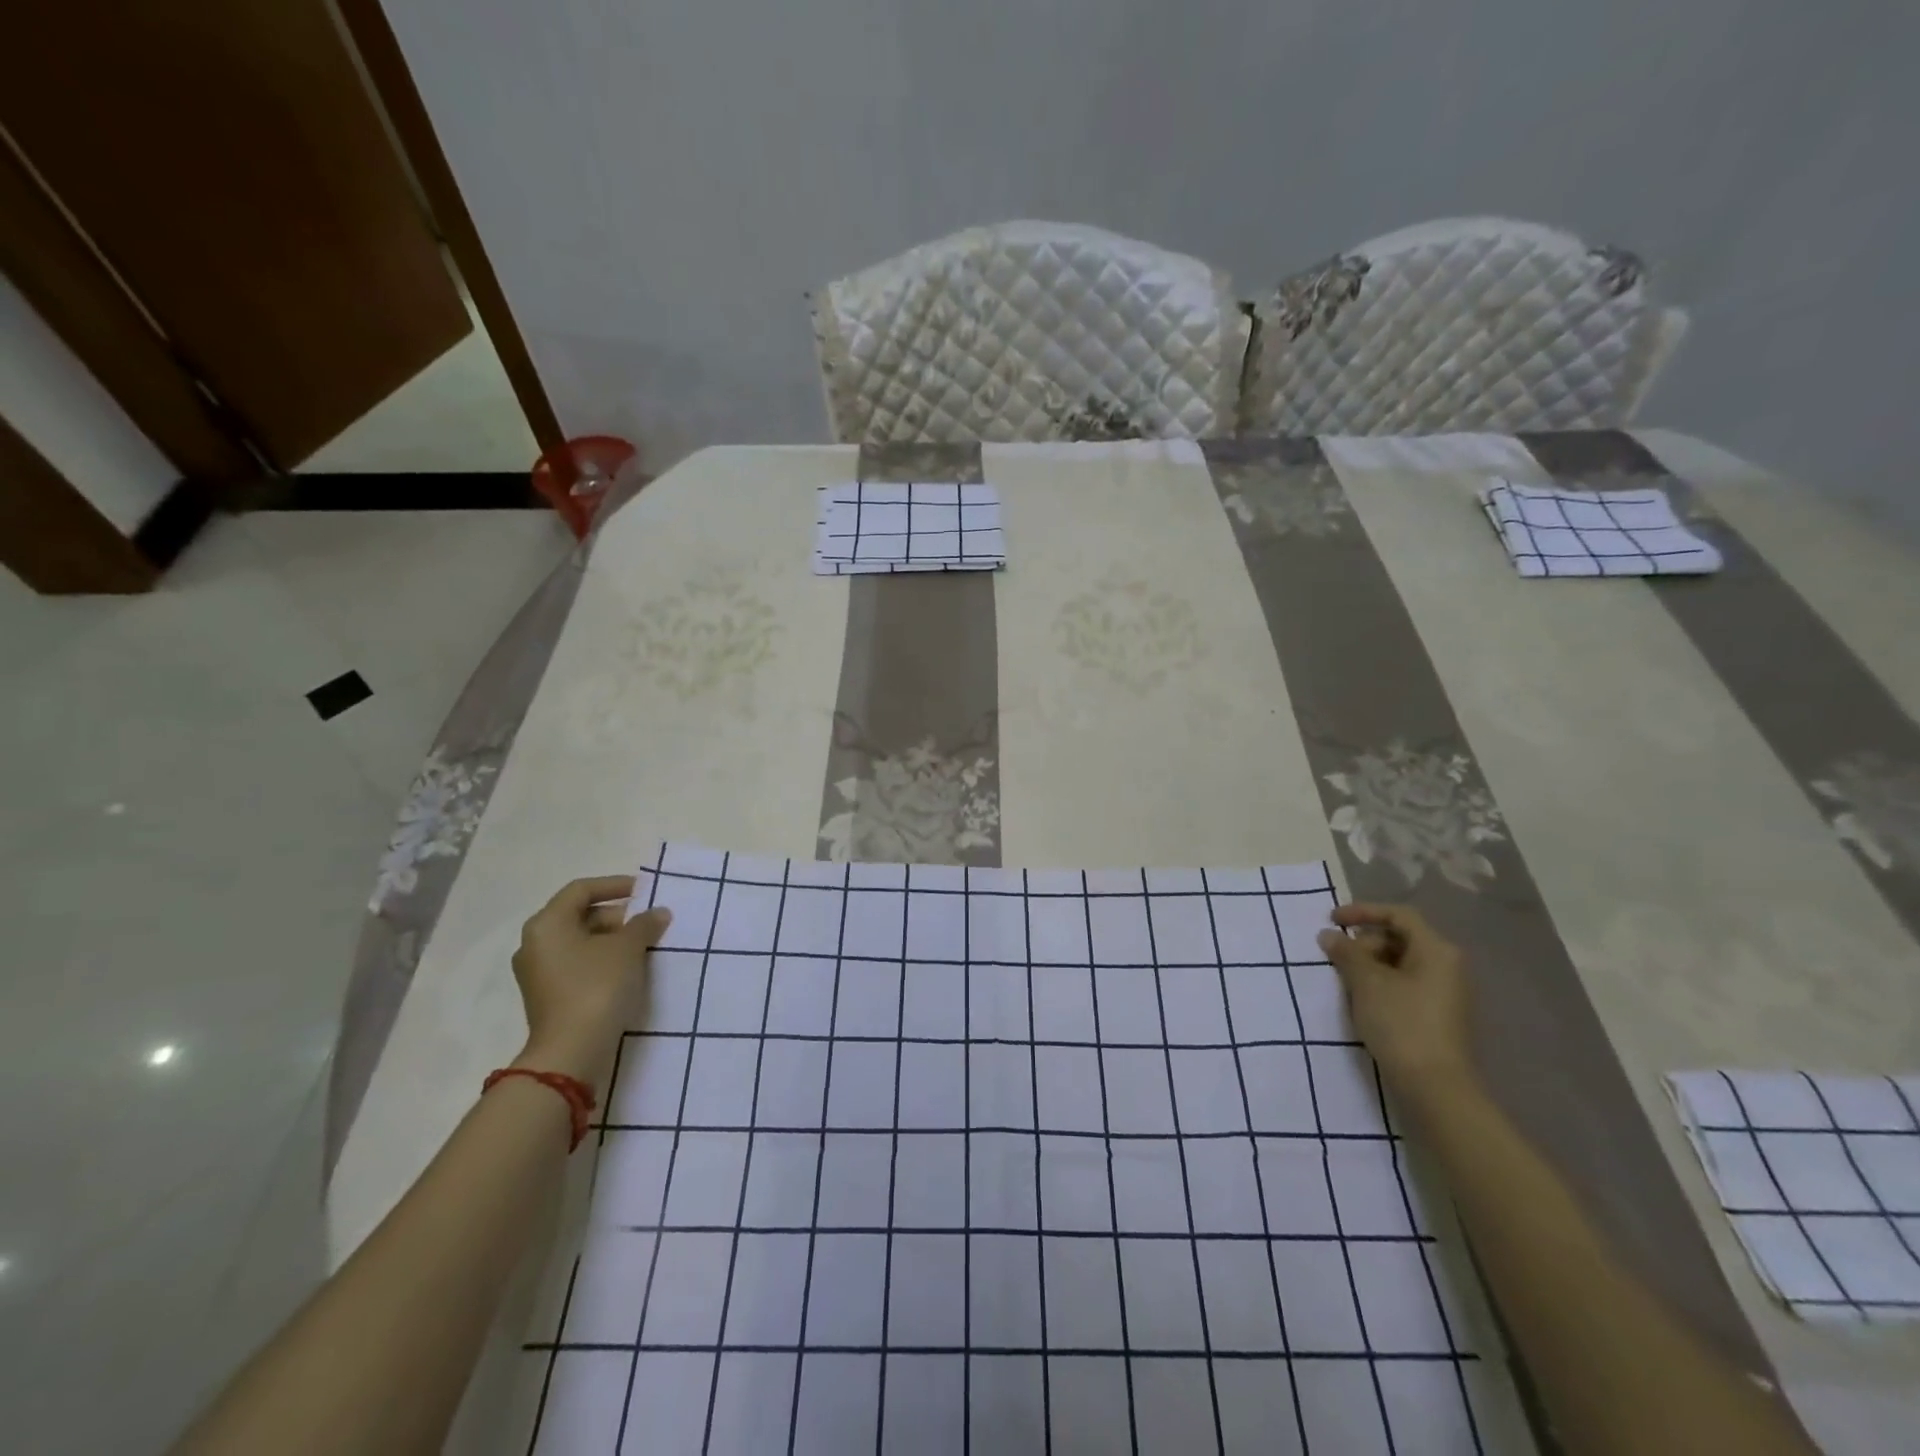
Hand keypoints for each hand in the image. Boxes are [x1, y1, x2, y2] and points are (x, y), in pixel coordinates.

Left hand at [511, 875, 671, 1089]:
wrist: (571, 1051)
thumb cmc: (596, 987)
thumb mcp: (628, 948)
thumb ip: (644, 924)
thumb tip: (658, 913)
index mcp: (547, 924)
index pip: (581, 890)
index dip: (615, 885)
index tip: (645, 891)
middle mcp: (535, 943)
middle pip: (580, 915)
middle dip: (618, 916)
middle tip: (649, 923)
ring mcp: (539, 972)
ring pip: (581, 941)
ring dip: (614, 939)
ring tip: (645, 945)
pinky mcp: (548, 995)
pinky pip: (578, 964)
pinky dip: (603, 959)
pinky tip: (630, 968)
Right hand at [1317, 903, 1474, 1099]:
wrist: (1434, 1086)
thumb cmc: (1401, 1023)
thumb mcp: (1366, 983)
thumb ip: (1345, 953)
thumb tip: (1329, 935)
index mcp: (1436, 950)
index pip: (1398, 914)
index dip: (1362, 911)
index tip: (1332, 920)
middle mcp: (1447, 966)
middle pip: (1400, 938)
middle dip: (1364, 943)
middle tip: (1338, 958)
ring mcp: (1445, 992)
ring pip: (1401, 963)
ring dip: (1370, 965)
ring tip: (1346, 981)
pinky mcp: (1438, 1015)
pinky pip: (1406, 984)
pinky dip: (1381, 984)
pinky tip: (1362, 1000)